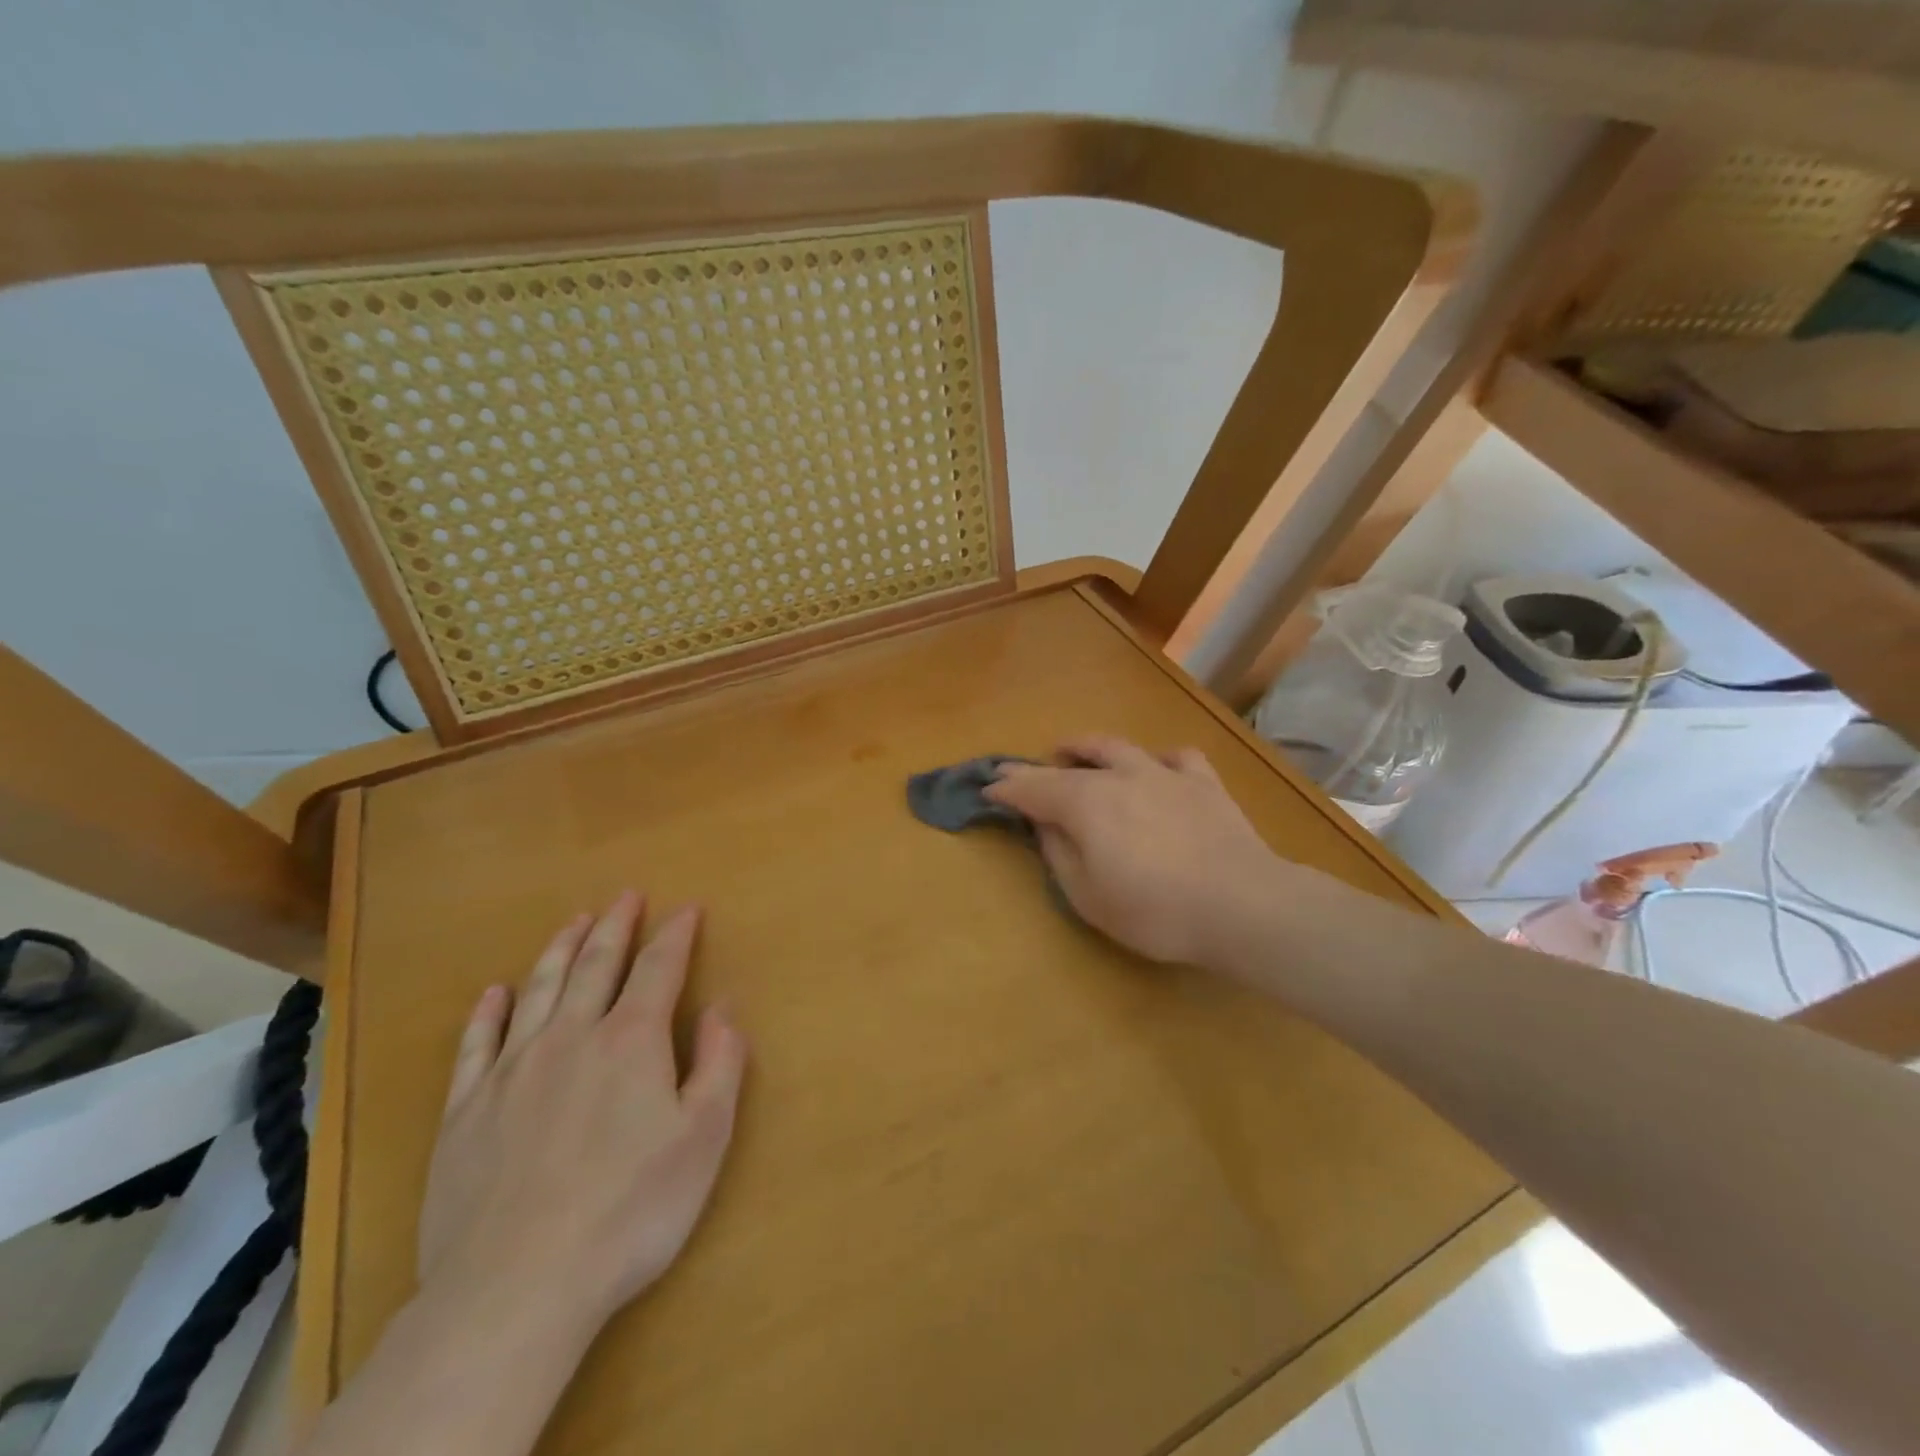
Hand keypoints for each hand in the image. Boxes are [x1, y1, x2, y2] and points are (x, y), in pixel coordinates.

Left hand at [417, 891, 746, 1332]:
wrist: (516, 1288)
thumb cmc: (630, 1210)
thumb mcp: (704, 1137)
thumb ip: (720, 1062)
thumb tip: (725, 1007)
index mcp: (631, 1041)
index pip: (660, 968)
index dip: (676, 934)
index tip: (687, 908)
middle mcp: (571, 1037)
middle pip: (596, 964)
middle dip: (616, 926)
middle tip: (626, 896)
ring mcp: (512, 1071)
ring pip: (540, 990)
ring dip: (560, 949)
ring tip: (575, 920)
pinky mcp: (465, 1111)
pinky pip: (476, 1044)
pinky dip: (489, 1012)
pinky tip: (496, 992)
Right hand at [985, 736, 1281, 965]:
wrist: (1241, 904)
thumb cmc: (1155, 911)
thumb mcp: (1089, 897)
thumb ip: (1060, 855)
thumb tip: (1043, 825)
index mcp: (1085, 805)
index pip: (1033, 790)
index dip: (1007, 789)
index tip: (987, 788)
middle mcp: (1119, 777)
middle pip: (1068, 766)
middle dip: (1035, 767)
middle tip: (1014, 768)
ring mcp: (1164, 774)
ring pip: (1118, 747)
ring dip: (1087, 747)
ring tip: (1071, 749)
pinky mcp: (1202, 783)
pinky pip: (1176, 757)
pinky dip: (1157, 760)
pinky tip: (1155, 767)